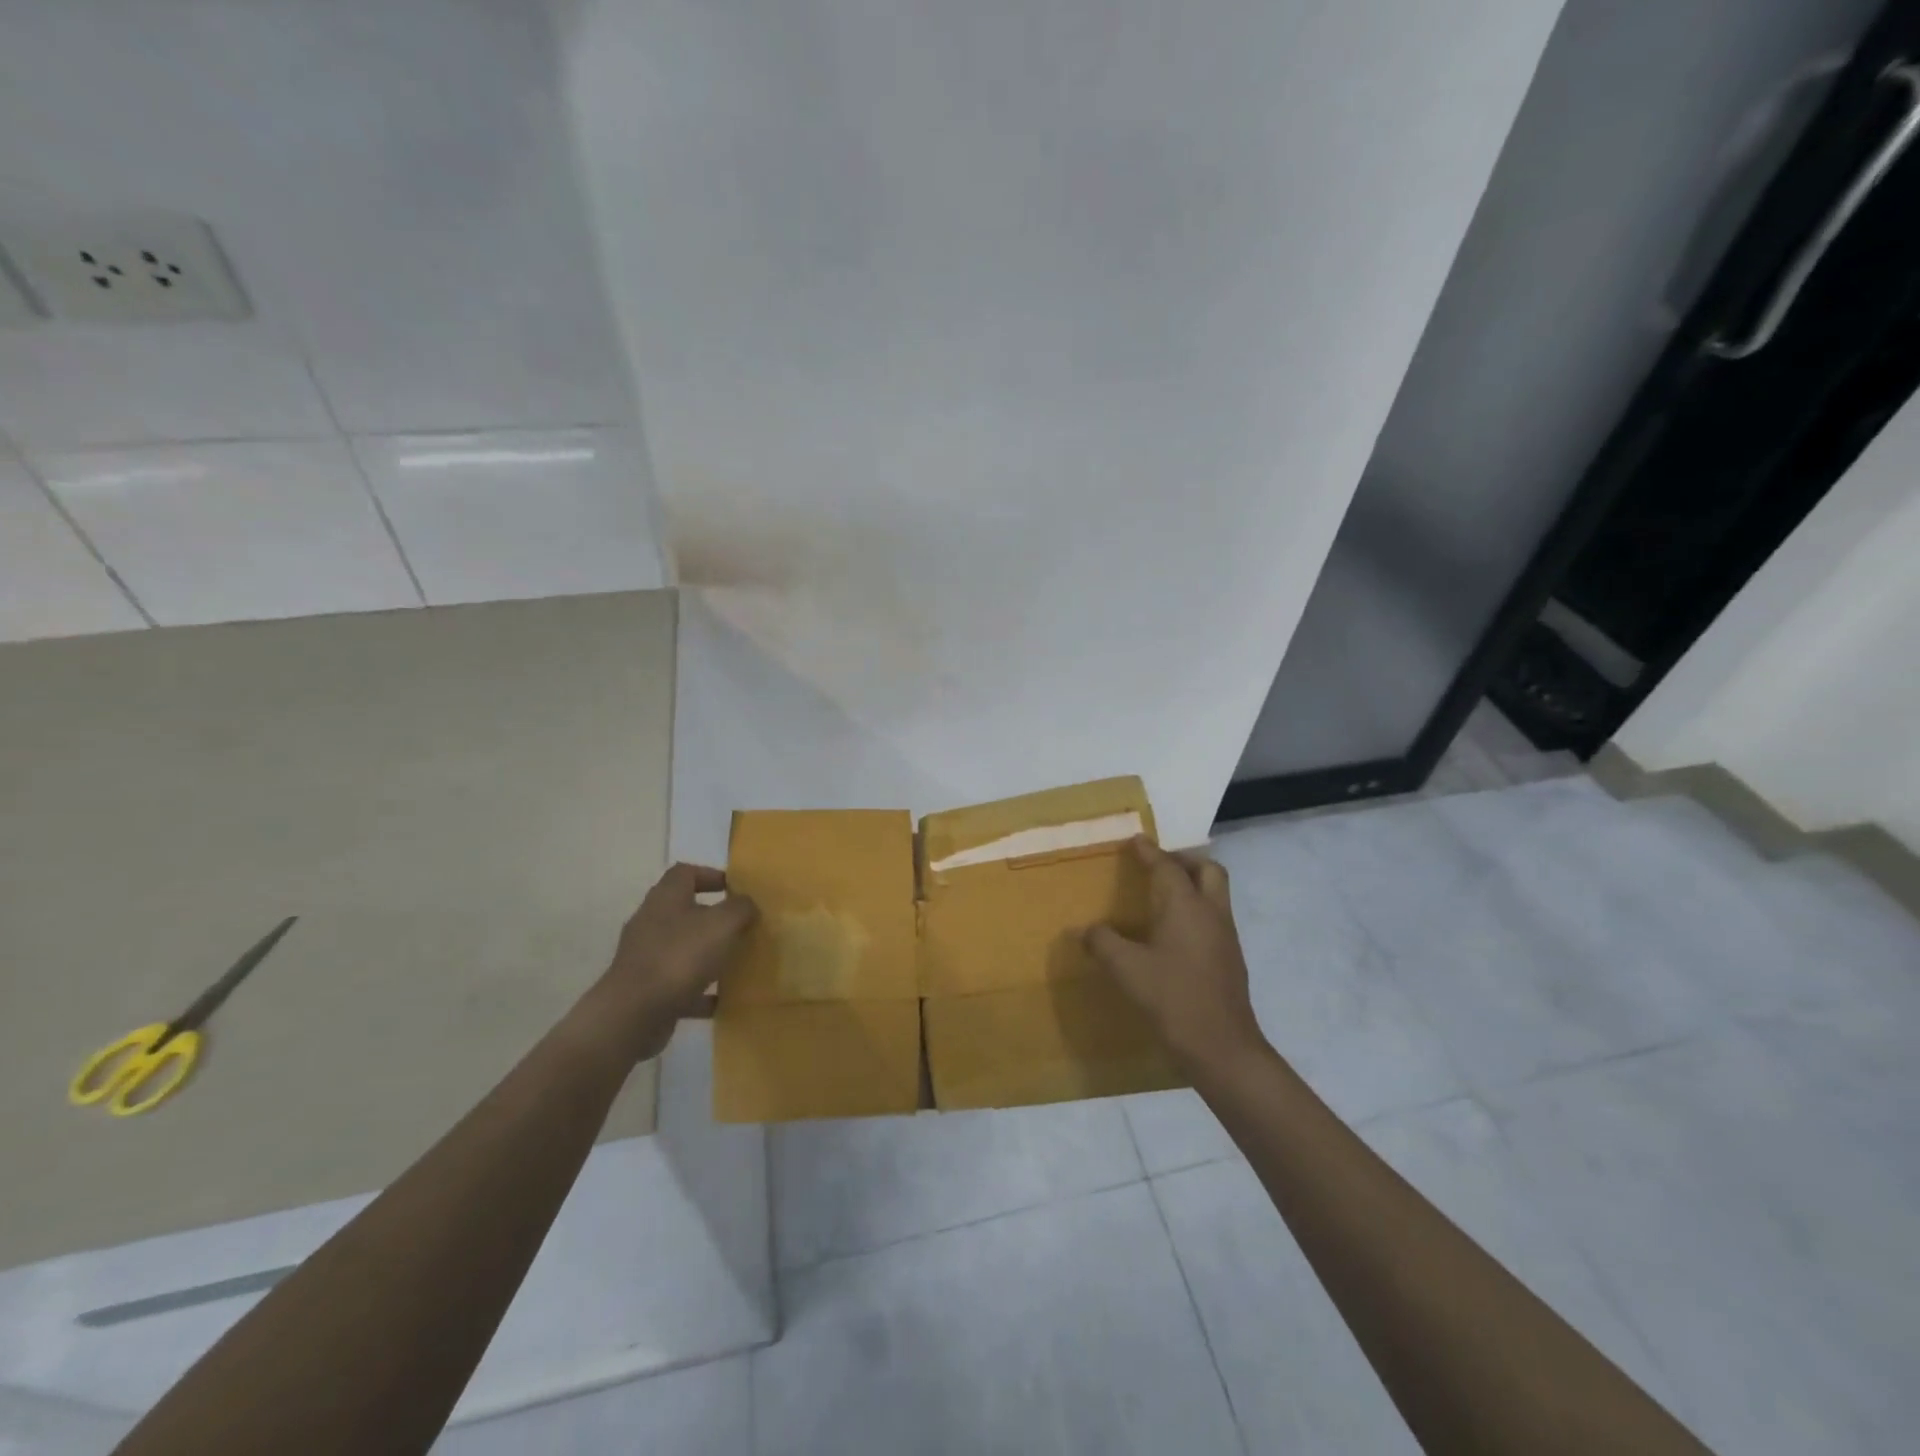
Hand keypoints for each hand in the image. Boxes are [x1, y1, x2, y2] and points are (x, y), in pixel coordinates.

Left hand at [572, 863, 757, 1063]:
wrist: (634, 1014)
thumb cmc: (680, 957)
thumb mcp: (722, 924)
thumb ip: (740, 908)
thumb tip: (747, 903)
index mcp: (666, 898)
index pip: (685, 872)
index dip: (711, 875)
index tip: (736, 888)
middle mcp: (652, 922)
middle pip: (684, 910)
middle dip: (714, 917)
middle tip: (742, 925)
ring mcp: (646, 957)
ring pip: (683, 948)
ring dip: (709, 953)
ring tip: (737, 961)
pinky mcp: (647, 989)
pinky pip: (680, 983)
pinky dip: (701, 990)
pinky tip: (723, 999)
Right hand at [1084, 837, 1266, 1071]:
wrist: (1222, 1047)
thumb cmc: (1172, 998)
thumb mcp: (1126, 969)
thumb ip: (1103, 943)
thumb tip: (1086, 930)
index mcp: (1185, 906)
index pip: (1167, 866)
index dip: (1150, 851)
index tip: (1137, 839)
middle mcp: (1211, 913)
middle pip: (1208, 870)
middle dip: (1185, 861)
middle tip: (1159, 866)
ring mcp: (1226, 936)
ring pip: (1216, 894)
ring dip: (1194, 885)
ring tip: (1164, 897)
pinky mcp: (1231, 959)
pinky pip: (1215, 918)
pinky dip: (1197, 910)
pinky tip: (1175, 933)